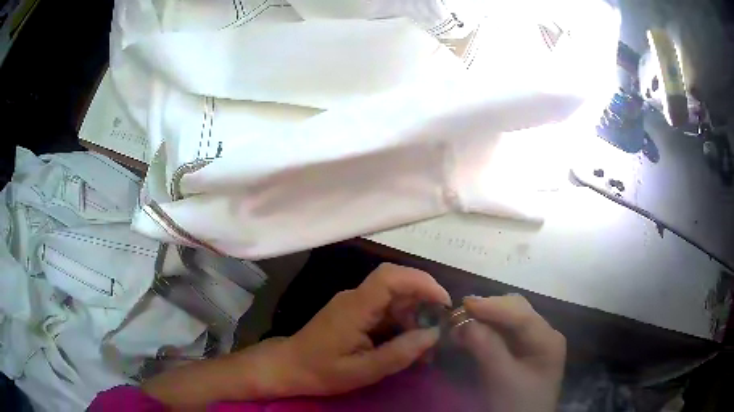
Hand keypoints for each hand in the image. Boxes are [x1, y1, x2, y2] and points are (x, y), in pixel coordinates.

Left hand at [278, 263, 450, 396]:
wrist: (289, 367)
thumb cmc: (322, 371)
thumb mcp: (363, 371)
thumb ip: (399, 353)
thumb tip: (433, 334)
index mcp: (355, 307)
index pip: (390, 277)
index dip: (421, 282)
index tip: (443, 302)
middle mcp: (355, 297)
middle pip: (396, 283)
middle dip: (424, 301)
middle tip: (440, 327)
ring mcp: (355, 303)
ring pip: (394, 298)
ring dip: (415, 316)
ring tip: (426, 345)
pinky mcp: (355, 312)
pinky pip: (385, 310)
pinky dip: (402, 323)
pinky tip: (408, 344)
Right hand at [453, 295, 565, 411]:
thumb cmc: (516, 404)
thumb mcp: (501, 378)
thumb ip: (486, 347)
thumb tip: (463, 321)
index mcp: (548, 340)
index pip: (521, 314)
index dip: (493, 306)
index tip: (464, 303)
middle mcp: (545, 334)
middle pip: (517, 311)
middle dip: (489, 309)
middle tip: (459, 313)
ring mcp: (535, 342)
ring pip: (510, 320)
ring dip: (486, 318)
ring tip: (461, 323)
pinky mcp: (524, 352)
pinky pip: (506, 333)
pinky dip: (488, 330)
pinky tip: (472, 333)